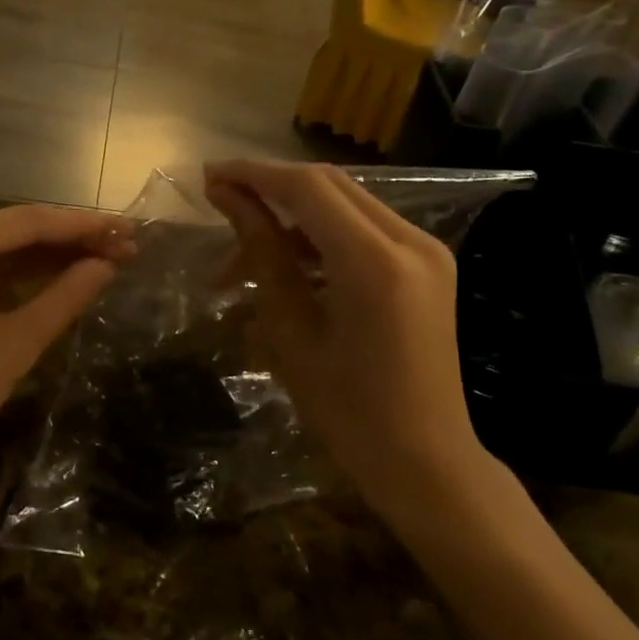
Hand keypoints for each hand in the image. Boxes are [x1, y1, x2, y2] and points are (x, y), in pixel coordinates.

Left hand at [0, 205, 132, 479]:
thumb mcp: (11, 345)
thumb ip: (63, 298)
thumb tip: (108, 265)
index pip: (30, 222)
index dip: (85, 226)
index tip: (131, 230)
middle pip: (17, 231)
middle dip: (71, 241)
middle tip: (128, 247)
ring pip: (3, 251)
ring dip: (51, 258)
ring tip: (108, 259)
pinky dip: (23, 278)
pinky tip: (63, 279)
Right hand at [204, 160, 489, 521]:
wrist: (429, 465)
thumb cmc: (350, 413)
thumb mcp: (292, 331)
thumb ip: (263, 253)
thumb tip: (227, 197)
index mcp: (375, 262)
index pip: (307, 188)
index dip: (254, 174)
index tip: (209, 176)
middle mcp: (410, 241)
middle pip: (329, 184)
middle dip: (270, 185)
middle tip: (220, 199)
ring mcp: (426, 250)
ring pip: (346, 201)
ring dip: (294, 212)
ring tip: (245, 250)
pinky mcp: (428, 263)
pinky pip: (365, 227)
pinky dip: (323, 232)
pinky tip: (289, 260)